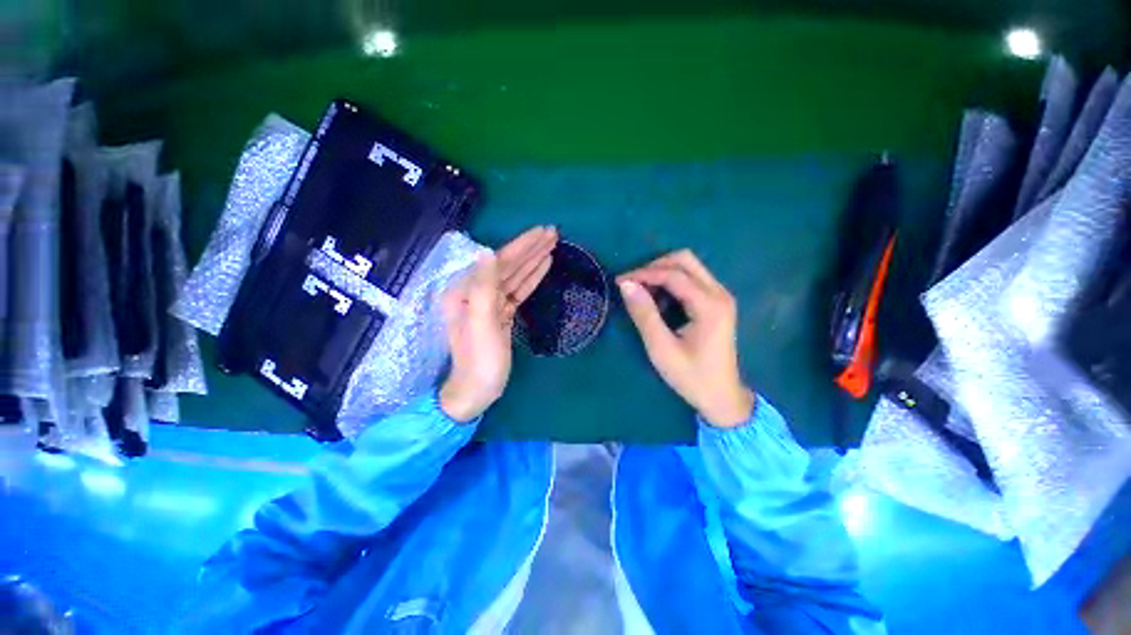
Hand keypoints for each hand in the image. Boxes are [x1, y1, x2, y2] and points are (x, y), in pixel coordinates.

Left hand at [440, 227, 556, 421]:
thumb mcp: (481, 324)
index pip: (498, 262)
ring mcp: (490, 303)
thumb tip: (488, 251)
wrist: (477, 390)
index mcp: (467, 291)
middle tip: (554, 233)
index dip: (521, 246)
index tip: (543, 232)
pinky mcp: (501, 314)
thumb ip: (483, 288)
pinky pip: (518, 291)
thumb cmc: (479, 360)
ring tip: (552, 244)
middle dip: (530, 248)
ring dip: (533, 260)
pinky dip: (531, 278)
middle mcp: (476, 292)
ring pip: (515, 276)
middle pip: (508, 265)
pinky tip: (543, 266)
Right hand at [617, 250, 754, 427]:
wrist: (722, 397)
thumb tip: (626, 285)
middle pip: (685, 260)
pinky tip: (658, 299)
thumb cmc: (691, 376)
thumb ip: (644, 314)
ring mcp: (721, 296)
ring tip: (641, 291)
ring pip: (689, 266)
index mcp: (709, 305)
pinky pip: (692, 279)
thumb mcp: (661, 348)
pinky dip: (671, 282)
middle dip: (654, 267)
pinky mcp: (717, 302)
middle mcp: (719, 293)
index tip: (619, 281)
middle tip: (632, 284)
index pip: (673, 275)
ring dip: (662, 272)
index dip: (643, 274)